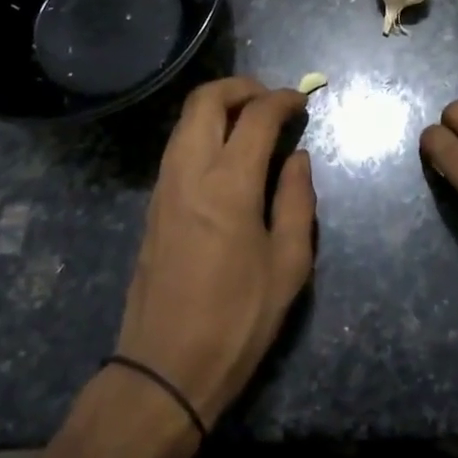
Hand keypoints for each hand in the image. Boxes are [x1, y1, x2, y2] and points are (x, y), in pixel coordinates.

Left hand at [112, 77, 316, 428]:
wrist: (164, 370)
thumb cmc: (237, 320)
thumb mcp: (288, 265)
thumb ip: (297, 201)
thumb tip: (297, 158)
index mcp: (229, 184)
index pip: (256, 116)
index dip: (283, 99)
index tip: (303, 101)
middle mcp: (190, 172)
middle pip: (206, 100)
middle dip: (242, 87)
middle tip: (272, 100)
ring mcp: (165, 186)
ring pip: (186, 120)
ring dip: (219, 106)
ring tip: (253, 122)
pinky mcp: (153, 204)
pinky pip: (178, 146)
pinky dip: (203, 131)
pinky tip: (228, 155)